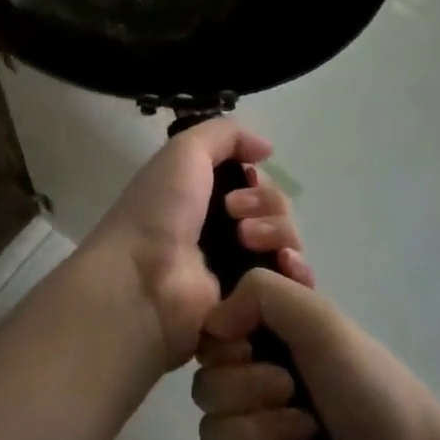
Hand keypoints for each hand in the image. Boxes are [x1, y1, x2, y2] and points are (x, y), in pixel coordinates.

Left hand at [83, 120, 312, 370]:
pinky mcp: (251, 305)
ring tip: (249, 242)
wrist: (143, 278)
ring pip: (287, 244)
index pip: (257, 185)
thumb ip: (226, 134)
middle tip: (235, 216)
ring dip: (279, 234)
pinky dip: (297, 273)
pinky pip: (292, 287)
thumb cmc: (159, 210)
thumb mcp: (185, 151)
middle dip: (268, 205)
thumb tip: (266, 149)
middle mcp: (224, 231)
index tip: (246, 180)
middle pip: (276, 211)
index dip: (259, 181)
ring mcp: (238, 271)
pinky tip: (284, 266)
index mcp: (206, 197)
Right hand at [192, 269, 439, 439]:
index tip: (253, 345)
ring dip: (266, 435)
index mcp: (272, 337)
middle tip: (295, 394)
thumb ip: (260, 291)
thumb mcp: (320, 319)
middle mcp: (259, 380)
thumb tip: (213, 323)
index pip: (210, 333)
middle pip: (205, 384)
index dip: (226, 343)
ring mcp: (258, 435)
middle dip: (251, 392)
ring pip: (212, 432)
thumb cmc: (369, 391)